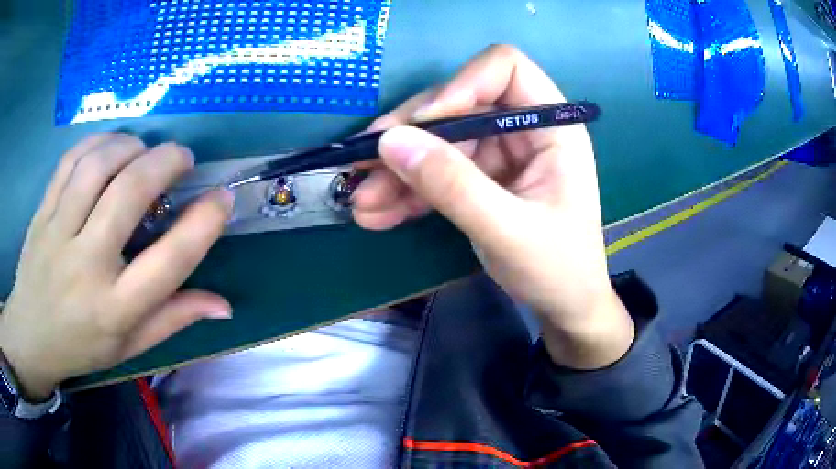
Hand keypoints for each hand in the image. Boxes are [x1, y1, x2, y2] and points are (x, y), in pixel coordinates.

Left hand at [0, 134, 233, 399]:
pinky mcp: (42, 212)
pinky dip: (98, 142)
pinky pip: (71, 160)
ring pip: (97, 166)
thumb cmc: (82, 346)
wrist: (31, 336)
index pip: (168, 262)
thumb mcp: (130, 346)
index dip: (203, 223)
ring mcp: (58, 233)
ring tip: (144, 150)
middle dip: (165, 162)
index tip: (222, 198)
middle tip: (182, 157)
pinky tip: (111, 147)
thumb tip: (224, 306)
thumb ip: (174, 319)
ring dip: (130, 146)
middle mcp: (86, 267)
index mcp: (115, 309)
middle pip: (128, 194)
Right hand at [353, 45, 633, 369]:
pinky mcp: (480, 179)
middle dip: (410, 137)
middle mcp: (523, 129)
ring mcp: (499, 154)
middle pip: (457, 105)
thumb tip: (390, 141)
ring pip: (438, 142)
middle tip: (362, 166)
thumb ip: (453, 186)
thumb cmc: (558, 270)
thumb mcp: (508, 230)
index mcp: (552, 127)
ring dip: (398, 171)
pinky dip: (407, 191)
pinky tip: (378, 214)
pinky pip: (437, 172)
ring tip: (362, 203)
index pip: (506, 69)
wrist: (565, 308)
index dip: (461, 84)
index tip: (423, 124)